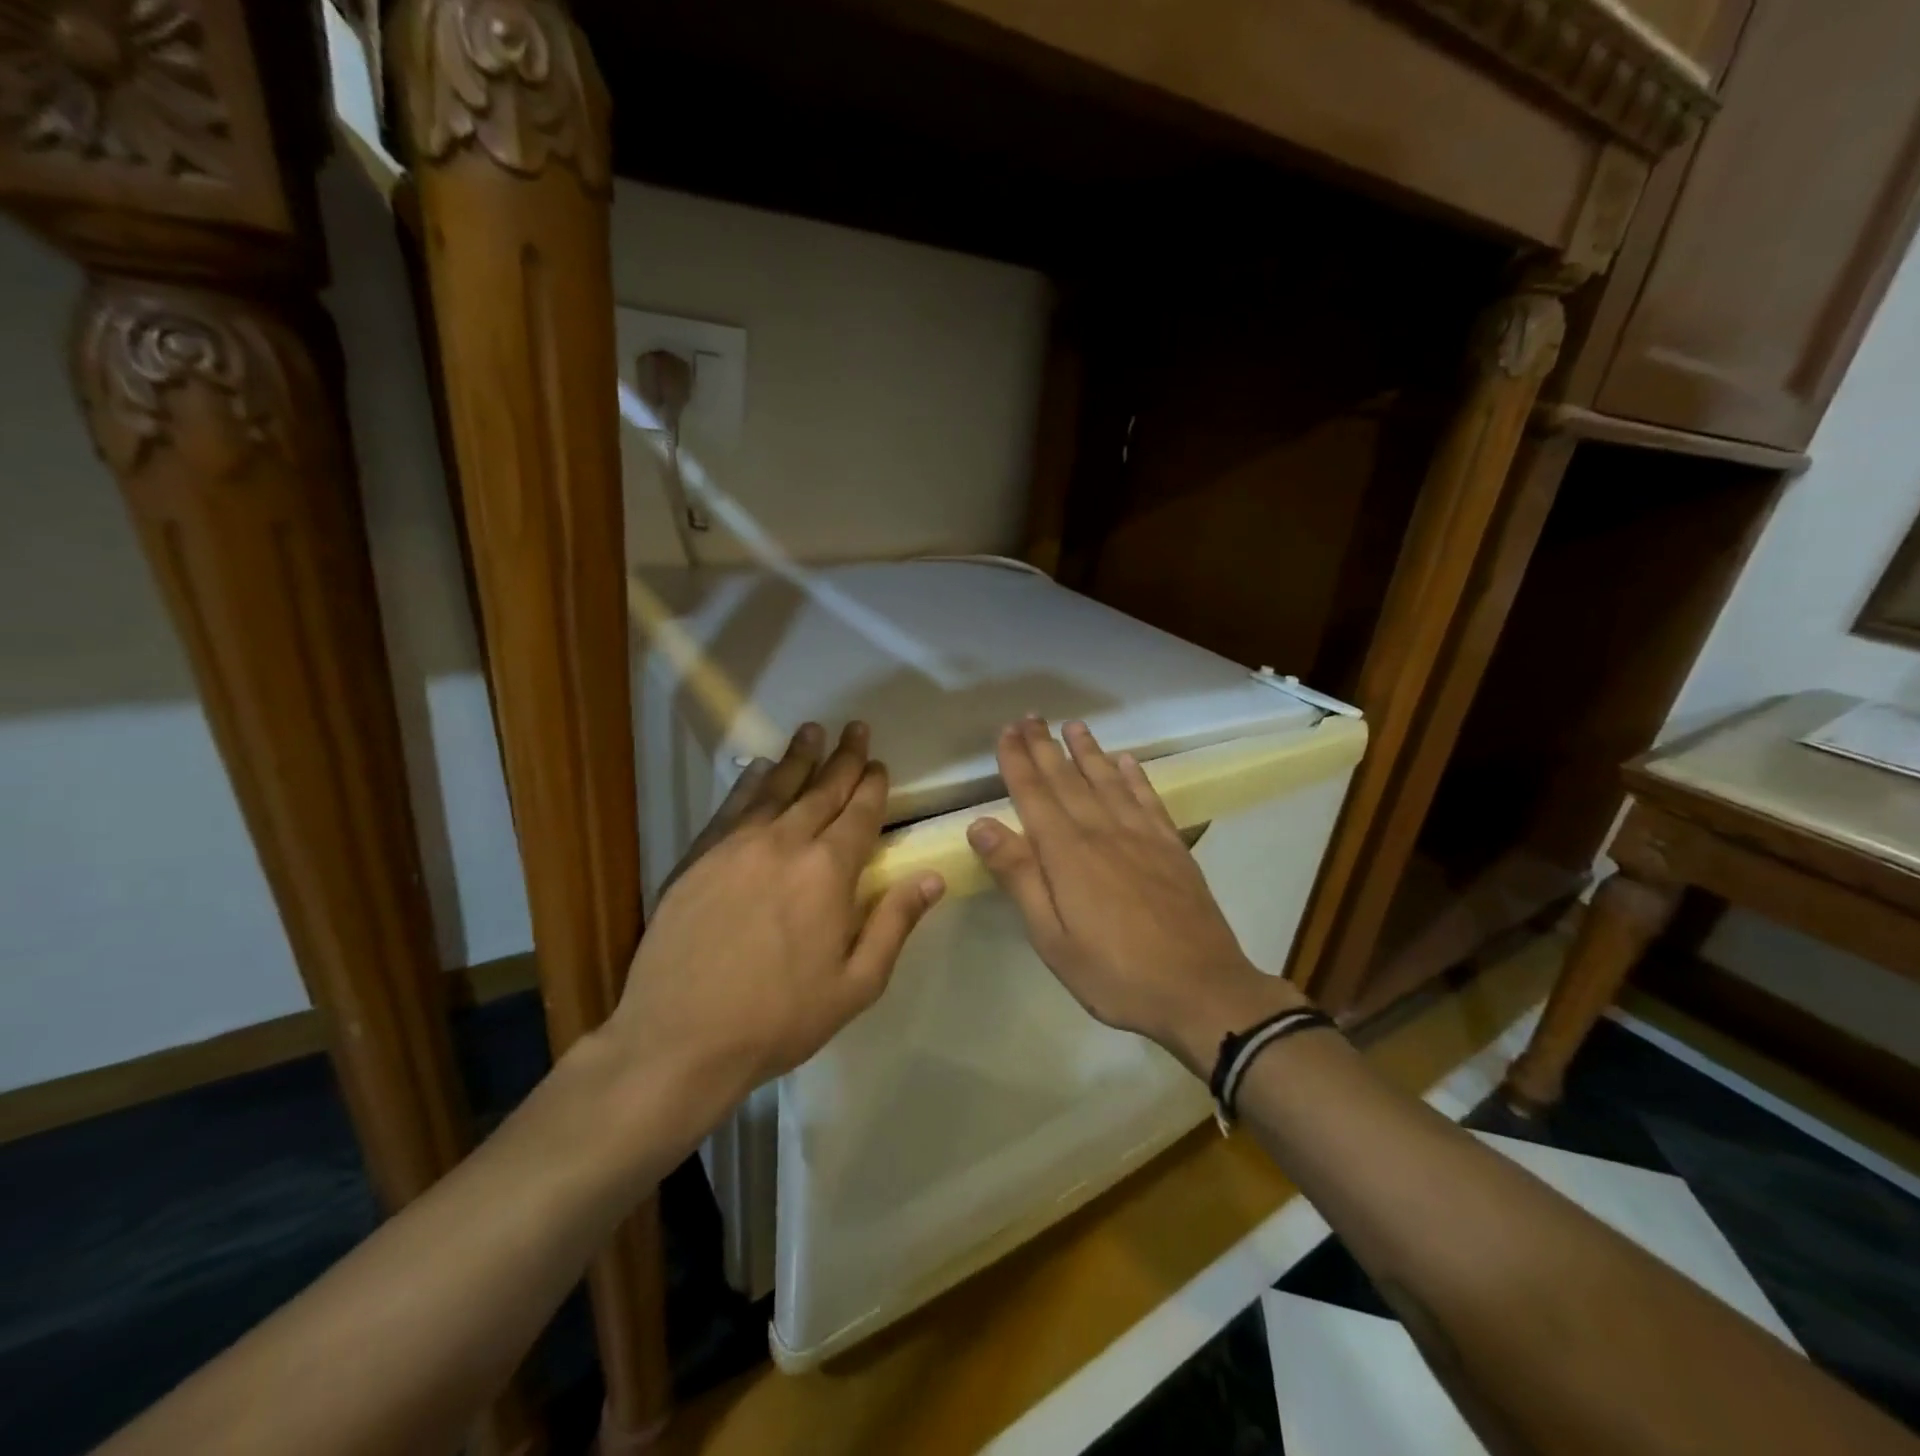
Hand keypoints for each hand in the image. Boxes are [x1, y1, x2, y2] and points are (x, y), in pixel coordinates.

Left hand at [597, 722, 945, 1126]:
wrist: (680, 1038)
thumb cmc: (780, 1018)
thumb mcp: (856, 985)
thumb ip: (895, 923)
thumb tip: (934, 877)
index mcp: (829, 872)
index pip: (859, 814)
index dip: (873, 786)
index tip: (880, 764)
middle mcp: (786, 843)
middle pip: (822, 790)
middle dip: (844, 758)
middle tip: (857, 729)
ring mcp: (737, 846)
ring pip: (777, 788)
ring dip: (799, 757)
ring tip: (813, 730)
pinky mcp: (700, 856)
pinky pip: (733, 806)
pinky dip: (751, 782)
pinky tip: (759, 768)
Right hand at [967, 718, 1307, 1075]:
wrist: (1201, 990)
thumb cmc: (1115, 973)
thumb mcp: (1052, 937)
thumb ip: (1019, 876)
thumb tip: (980, 824)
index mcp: (1067, 853)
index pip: (1034, 794)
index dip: (1017, 761)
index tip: (1005, 731)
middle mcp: (1102, 832)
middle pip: (1067, 779)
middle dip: (1045, 747)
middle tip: (1031, 717)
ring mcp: (1141, 836)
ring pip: (1107, 781)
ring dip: (1088, 751)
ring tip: (1073, 726)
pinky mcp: (1171, 847)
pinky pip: (1148, 799)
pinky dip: (1134, 776)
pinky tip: (1126, 761)